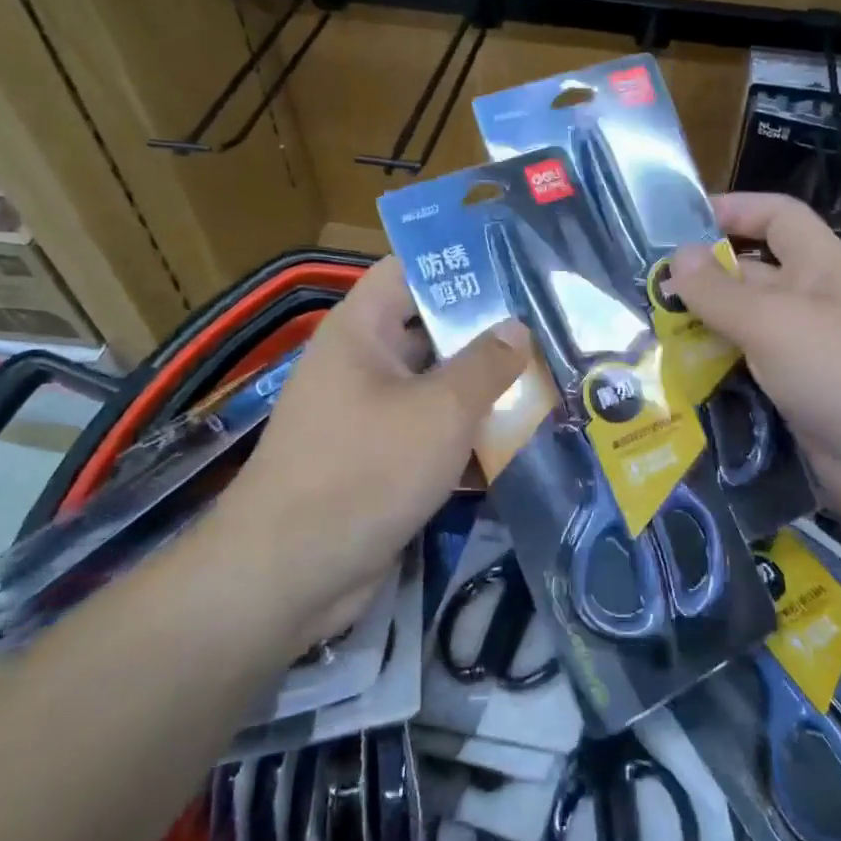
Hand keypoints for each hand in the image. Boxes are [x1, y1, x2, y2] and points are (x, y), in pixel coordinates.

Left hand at [215, 257, 527, 649]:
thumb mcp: (439, 410)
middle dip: (487, 334)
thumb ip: (485, 364)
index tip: (517, 269)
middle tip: (551, 330)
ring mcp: (369, 416)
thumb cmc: (364, 470)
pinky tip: (519, 442)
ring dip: (484, 391)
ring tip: (549, 381)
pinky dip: (467, 435)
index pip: (409, 272)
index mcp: (361, 331)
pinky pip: (430, 433)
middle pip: (431, 331)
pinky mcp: (379, 462)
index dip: (458, 265)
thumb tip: (517, 327)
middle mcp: (362, 364)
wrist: (289, 576)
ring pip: (436, 388)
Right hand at [667, 193, 840, 499]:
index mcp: (816, 265)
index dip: (733, 210)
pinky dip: (714, 374)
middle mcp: (809, 301)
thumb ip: (719, 291)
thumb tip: (677, 256)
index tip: (679, 226)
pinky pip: (746, 372)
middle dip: (701, 279)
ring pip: (742, 327)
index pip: (775, 215)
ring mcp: (802, 350)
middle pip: (749, 273)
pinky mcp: (793, 393)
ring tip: (645, 337)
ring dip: (701, 331)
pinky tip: (674, 381)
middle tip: (643, 292)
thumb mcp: (772, 321)